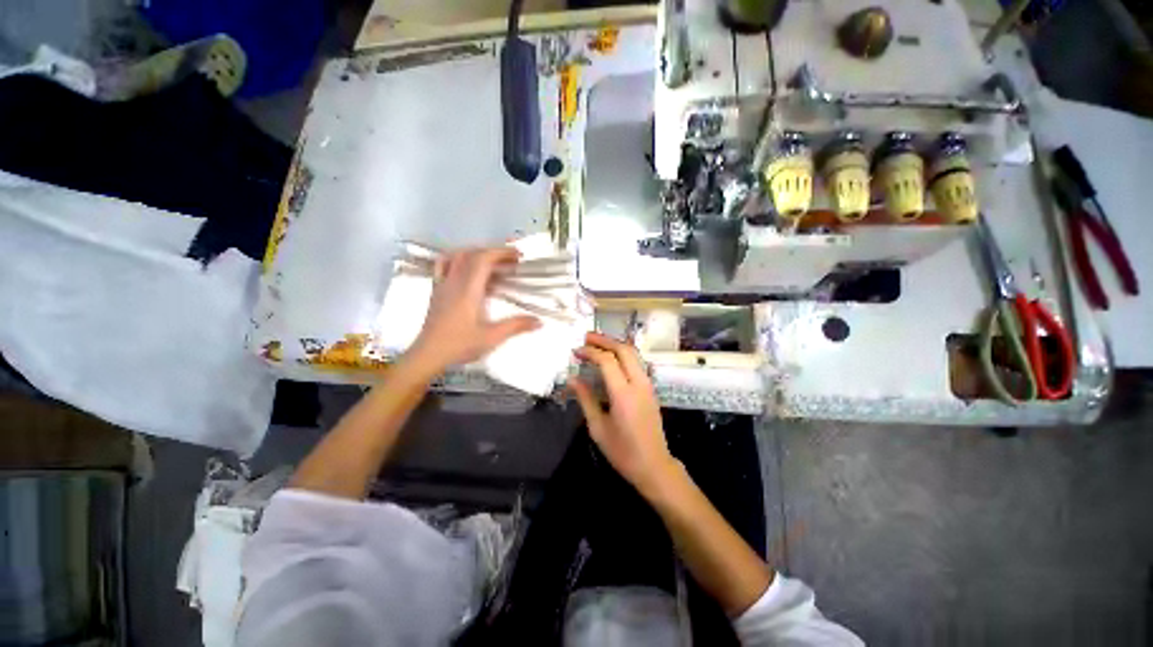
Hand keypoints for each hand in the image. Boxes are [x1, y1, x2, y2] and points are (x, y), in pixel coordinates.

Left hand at [407, 247, 540, 373]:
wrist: (428, 355)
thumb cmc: (460, 345)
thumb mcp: (491, 337)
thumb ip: (516, 326)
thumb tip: (539, 321)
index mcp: (468, 290)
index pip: (483, 259)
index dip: (501, 252)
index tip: (518, 256)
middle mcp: (454, 281)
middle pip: (472, 254)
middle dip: (494, 252)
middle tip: (512, 260)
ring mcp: (443, 284)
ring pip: (457, 256)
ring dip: (477, 252)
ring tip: (492, 260)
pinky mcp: (437, 290)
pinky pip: (444, 265)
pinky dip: (457, 258)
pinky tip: (465, 266)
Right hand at [569, 332, 678, 495]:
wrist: (654, 466)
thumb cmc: (623, 451)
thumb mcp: (598, 427)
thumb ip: (586, 399)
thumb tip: (573, 379)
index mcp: (624, 394)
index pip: (607, 361)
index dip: (590, 352)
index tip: (576, 351)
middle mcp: (639, 384)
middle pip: (624, 350)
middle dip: (605, 340)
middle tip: (586, 337)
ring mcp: (648, 385)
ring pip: (633, 354)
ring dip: (615, 344)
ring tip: (597, 343)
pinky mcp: (650, 389)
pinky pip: (637, 363)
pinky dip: (623, 354)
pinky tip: (612, 358)